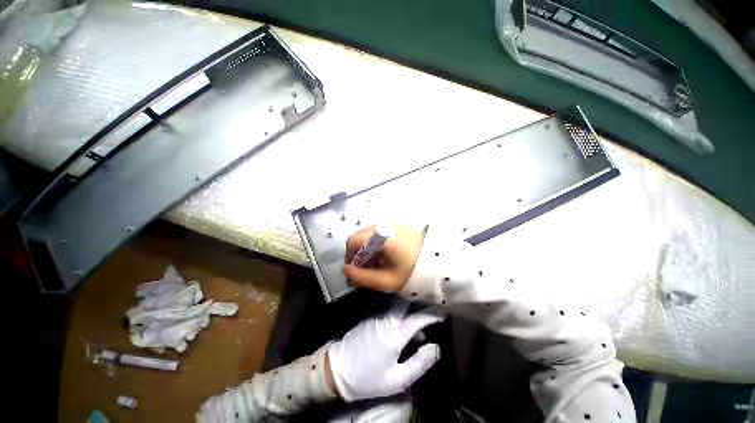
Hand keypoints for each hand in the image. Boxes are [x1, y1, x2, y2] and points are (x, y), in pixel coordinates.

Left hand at [327, 304, 442, 401]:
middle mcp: (387, 319)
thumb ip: (419, 363)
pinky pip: (391, 310)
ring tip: (420, 331)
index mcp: (394, 334)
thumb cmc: (368, 378)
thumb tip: (436, 349)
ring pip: (399, 305)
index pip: (418, 318)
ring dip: (412, 311)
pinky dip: (402, 315)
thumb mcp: (397, 379)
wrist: (337, 370)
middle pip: (407, 302)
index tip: (442, 314)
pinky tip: (404, 332)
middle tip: (432, 313)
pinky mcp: (371, 317)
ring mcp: (377, 316)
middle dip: (421, 304)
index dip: (432, 315)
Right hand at [344, 222, 424, 291]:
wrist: (439, 261)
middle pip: (361, 236)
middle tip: (366, 269)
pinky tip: (386, 255)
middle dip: (359, 253)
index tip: (355, 270)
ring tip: (377, 263)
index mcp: (380, 236)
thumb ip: (362, 277)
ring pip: (370, 234)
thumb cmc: (412, 271)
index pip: (354, 241)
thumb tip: (346, 270)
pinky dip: (377, 243)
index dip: (349, 256)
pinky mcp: (399, 223)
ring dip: (368, 248)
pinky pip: (380, 232)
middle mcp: (384, 224)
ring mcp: (392, 222)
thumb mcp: (386, 280)